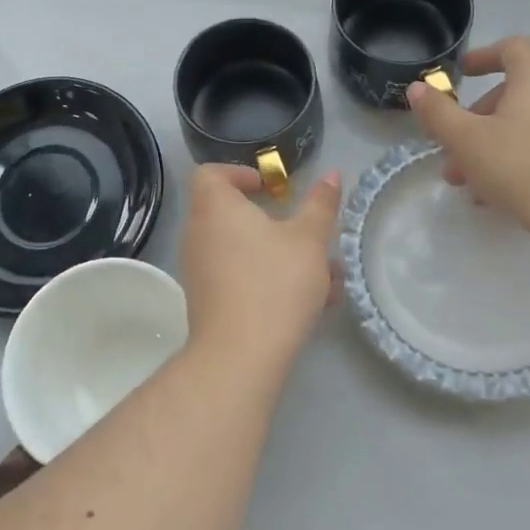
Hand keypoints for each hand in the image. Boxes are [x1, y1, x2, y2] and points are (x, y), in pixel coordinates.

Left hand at [177, 163, 340, 375]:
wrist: (240, 356)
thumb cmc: (274, 283)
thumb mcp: (309, 240)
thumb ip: (320, 205)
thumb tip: (331, 174)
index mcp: (215, 207)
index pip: (211, 173)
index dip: (239, 174)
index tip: (271, 189)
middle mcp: (199, 233)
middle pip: (230, 213)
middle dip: (273, 222)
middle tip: (305, 232)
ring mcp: (199, 270)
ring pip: (242, 250)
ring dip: (281, 256)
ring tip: (326, 276)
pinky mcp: (206, 301)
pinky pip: (238, 277)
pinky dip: (269, 280)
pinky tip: (312, 303)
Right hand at [406, 36, 529, 254]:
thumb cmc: (520, 167)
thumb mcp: (465, 140)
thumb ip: (438, 112)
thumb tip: (417, 88)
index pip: (512, 48)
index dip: (483, 55)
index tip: (462, 74)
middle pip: (513, 92)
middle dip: (476, 117)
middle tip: (453, 147)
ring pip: (525, 124)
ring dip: (490, 144)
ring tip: (467, 181)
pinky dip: (516, 157)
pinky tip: (496, 194)